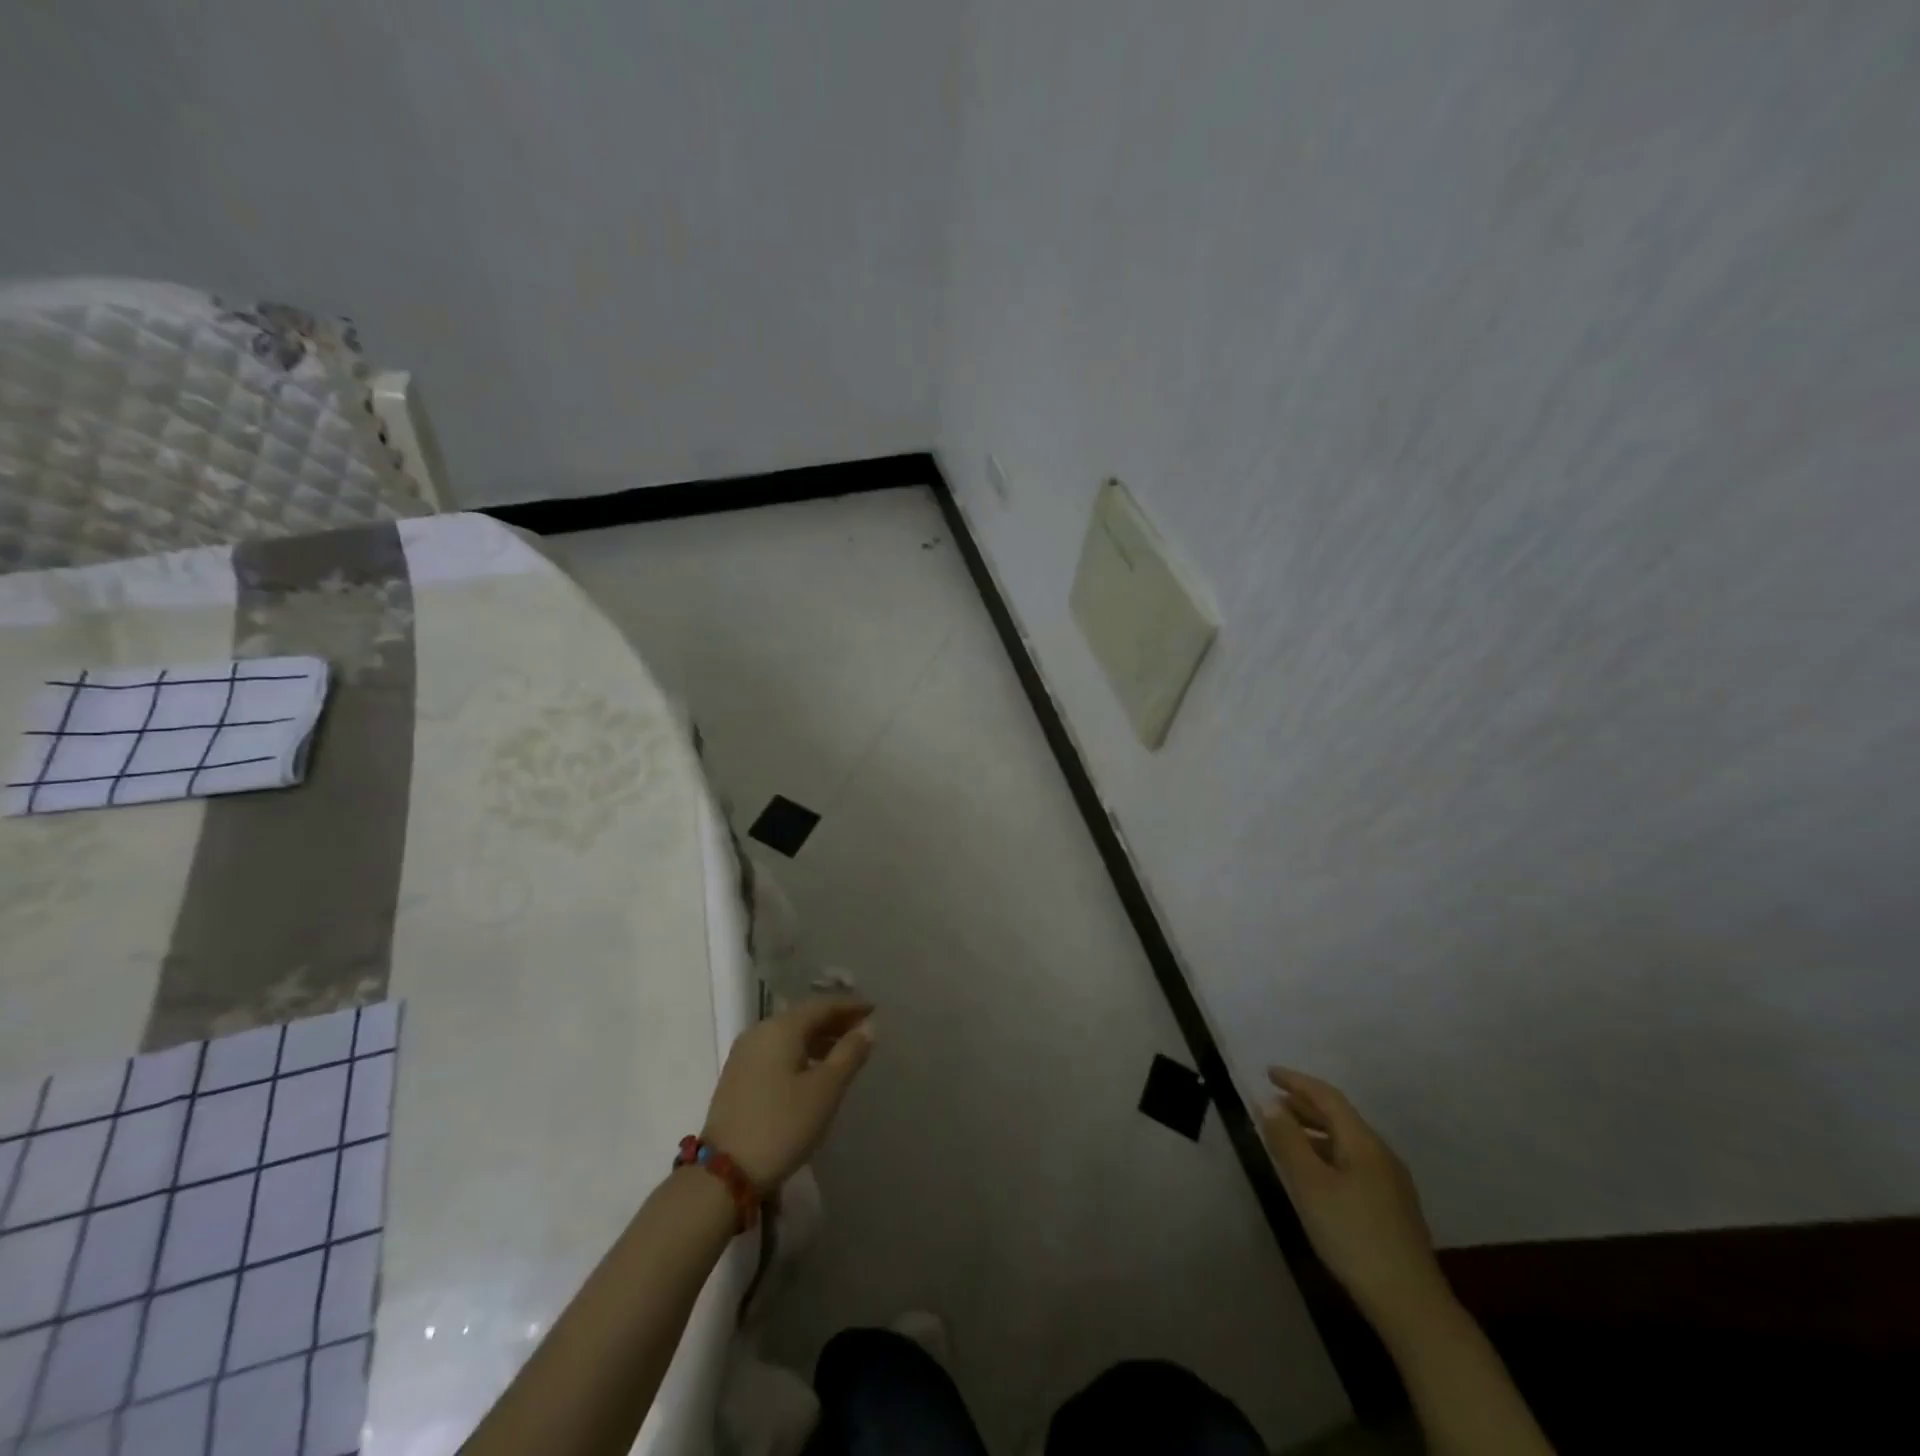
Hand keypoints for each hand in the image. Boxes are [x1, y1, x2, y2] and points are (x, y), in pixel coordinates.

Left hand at [702, 997, 875, 1190]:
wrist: (724, 1174)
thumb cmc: (783, 1125)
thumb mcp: (825, 1090)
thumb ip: (849, 1054)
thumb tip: (868, 1027)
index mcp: (781, 1028)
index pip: (822, 1005)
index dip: (850, 1006)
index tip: (873, 1009)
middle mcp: (760, 1031)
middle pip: (803, 1017)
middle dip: (834, 1021)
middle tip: (862, 1030)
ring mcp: (744, 1054)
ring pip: (789, 1035)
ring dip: (817, 1039)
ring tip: (843, 1053)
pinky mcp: (737, 1076)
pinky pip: (776, 1051)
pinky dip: (799, 1052)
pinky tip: (812, 1071)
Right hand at [1260, 1068, 1448, 1326]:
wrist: (1411, 1305)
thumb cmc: (1353, 1236)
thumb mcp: (1310, 1185)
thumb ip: (1288, 1141)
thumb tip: (1270, 1104)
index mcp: (1363, 1143)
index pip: (1327, 1097)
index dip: (1296, 1081)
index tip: (1268, 1073)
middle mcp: (1381, 1155)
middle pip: (1339, 1117)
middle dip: (1304, 1104)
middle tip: (1272, 1102)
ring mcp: (1391, 1183)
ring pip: (1346, 1142)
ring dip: (1314, 1131)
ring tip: (1286, 1135)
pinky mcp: (1392, 1208)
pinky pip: (1353, 1162)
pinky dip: (1327, 1153)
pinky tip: (1315, 1174)